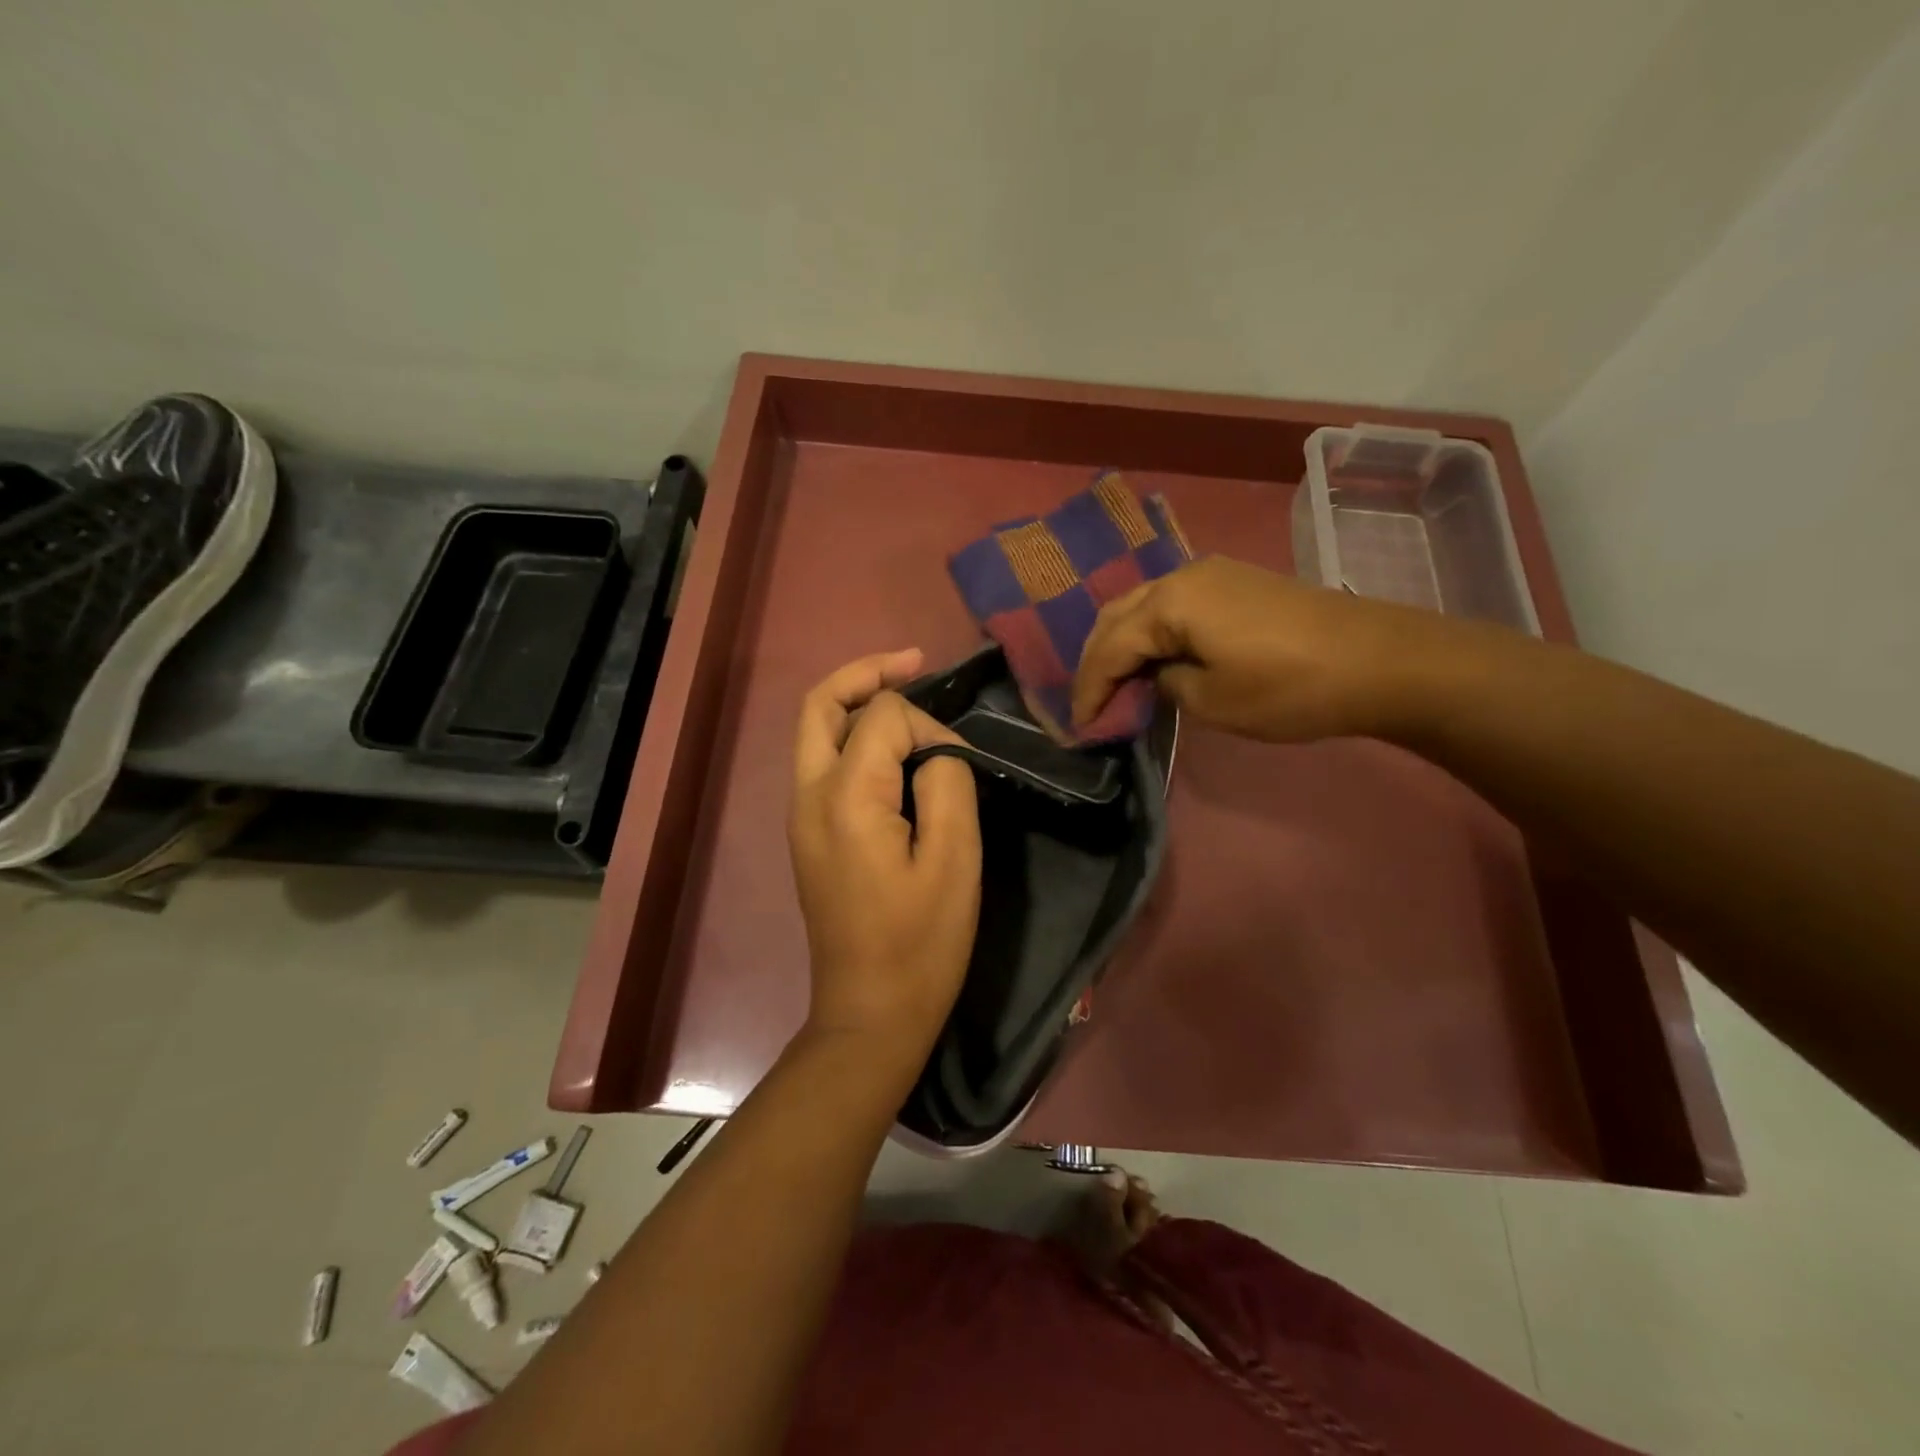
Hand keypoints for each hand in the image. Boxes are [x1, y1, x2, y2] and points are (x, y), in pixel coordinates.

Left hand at [789, 650, 982, 1062]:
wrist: (869, 1014)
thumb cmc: (921, 944)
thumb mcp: (954, 860)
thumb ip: (946, 783)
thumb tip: (935, 751)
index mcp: (844, 798)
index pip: (882, 718)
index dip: (928, 725)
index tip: (961, 764)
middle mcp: (809, 796)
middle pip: (820, 705)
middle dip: (865, 673)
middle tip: (914, 662)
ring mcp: (801, 816)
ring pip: (815, 731)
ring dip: (855, 701)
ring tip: (904, 690)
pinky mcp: (808, 835)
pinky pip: (822, 762)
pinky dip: (851, 736)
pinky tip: (890, 745)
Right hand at [1071, 557, 1462, 743]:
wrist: (1380, 660)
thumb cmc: (1289, 688)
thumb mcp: (1212, 701)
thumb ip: (1165, 685)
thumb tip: (1156, 676)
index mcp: (1170, 603)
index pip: (1109, 646)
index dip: (1089, 688)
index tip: (1078, 727)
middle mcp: (1183, 576)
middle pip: (1118, 615)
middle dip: (1097, 660)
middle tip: (1090, 702)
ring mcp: (1213, 574)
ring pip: (1144, 606)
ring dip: (1123, 643)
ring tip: (1115, 683)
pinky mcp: (1236, 583)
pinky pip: (1174, 605)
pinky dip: (1152, 633)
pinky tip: (1154, 659)